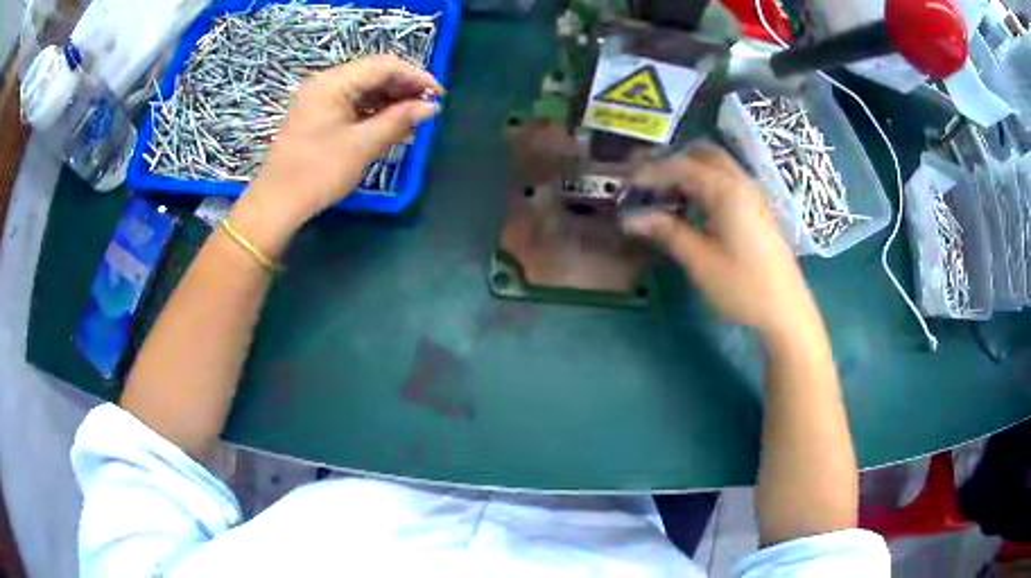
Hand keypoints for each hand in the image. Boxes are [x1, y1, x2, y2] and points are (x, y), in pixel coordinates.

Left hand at [247, 55, 442, 225]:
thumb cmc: (318, 172)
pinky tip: (389, 126)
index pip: (385, 65)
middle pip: (374, 74)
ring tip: (412, 121)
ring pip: (364, 89)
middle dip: (404, 88)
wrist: (276, 203)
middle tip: (427, 110)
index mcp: (334, 82)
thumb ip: (399, 120)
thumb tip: (431, 107)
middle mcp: (326, 83)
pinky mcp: (317, 116)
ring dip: (390, 101)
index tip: (439, 96)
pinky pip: (352, 104)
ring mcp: (319, 99)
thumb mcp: (363, 145)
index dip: (416, 76)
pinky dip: (373, 112)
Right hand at [622, 145, 816, 338]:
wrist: (786, 311)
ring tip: (664, 189)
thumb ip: (668, 232)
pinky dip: (705, 181)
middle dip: (672, 161)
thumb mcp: (701, 262)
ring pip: (718, 166)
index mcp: (727, 191)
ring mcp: (754, 195)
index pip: (682, 167)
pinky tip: (693, 204)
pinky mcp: (758, 209)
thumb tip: (631, 218)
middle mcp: (742, 184)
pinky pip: (727, 180)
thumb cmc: (744, 287)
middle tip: (645, 178)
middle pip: (703, 155)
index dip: (651, 171)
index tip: (626, 182)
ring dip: (690, 169)